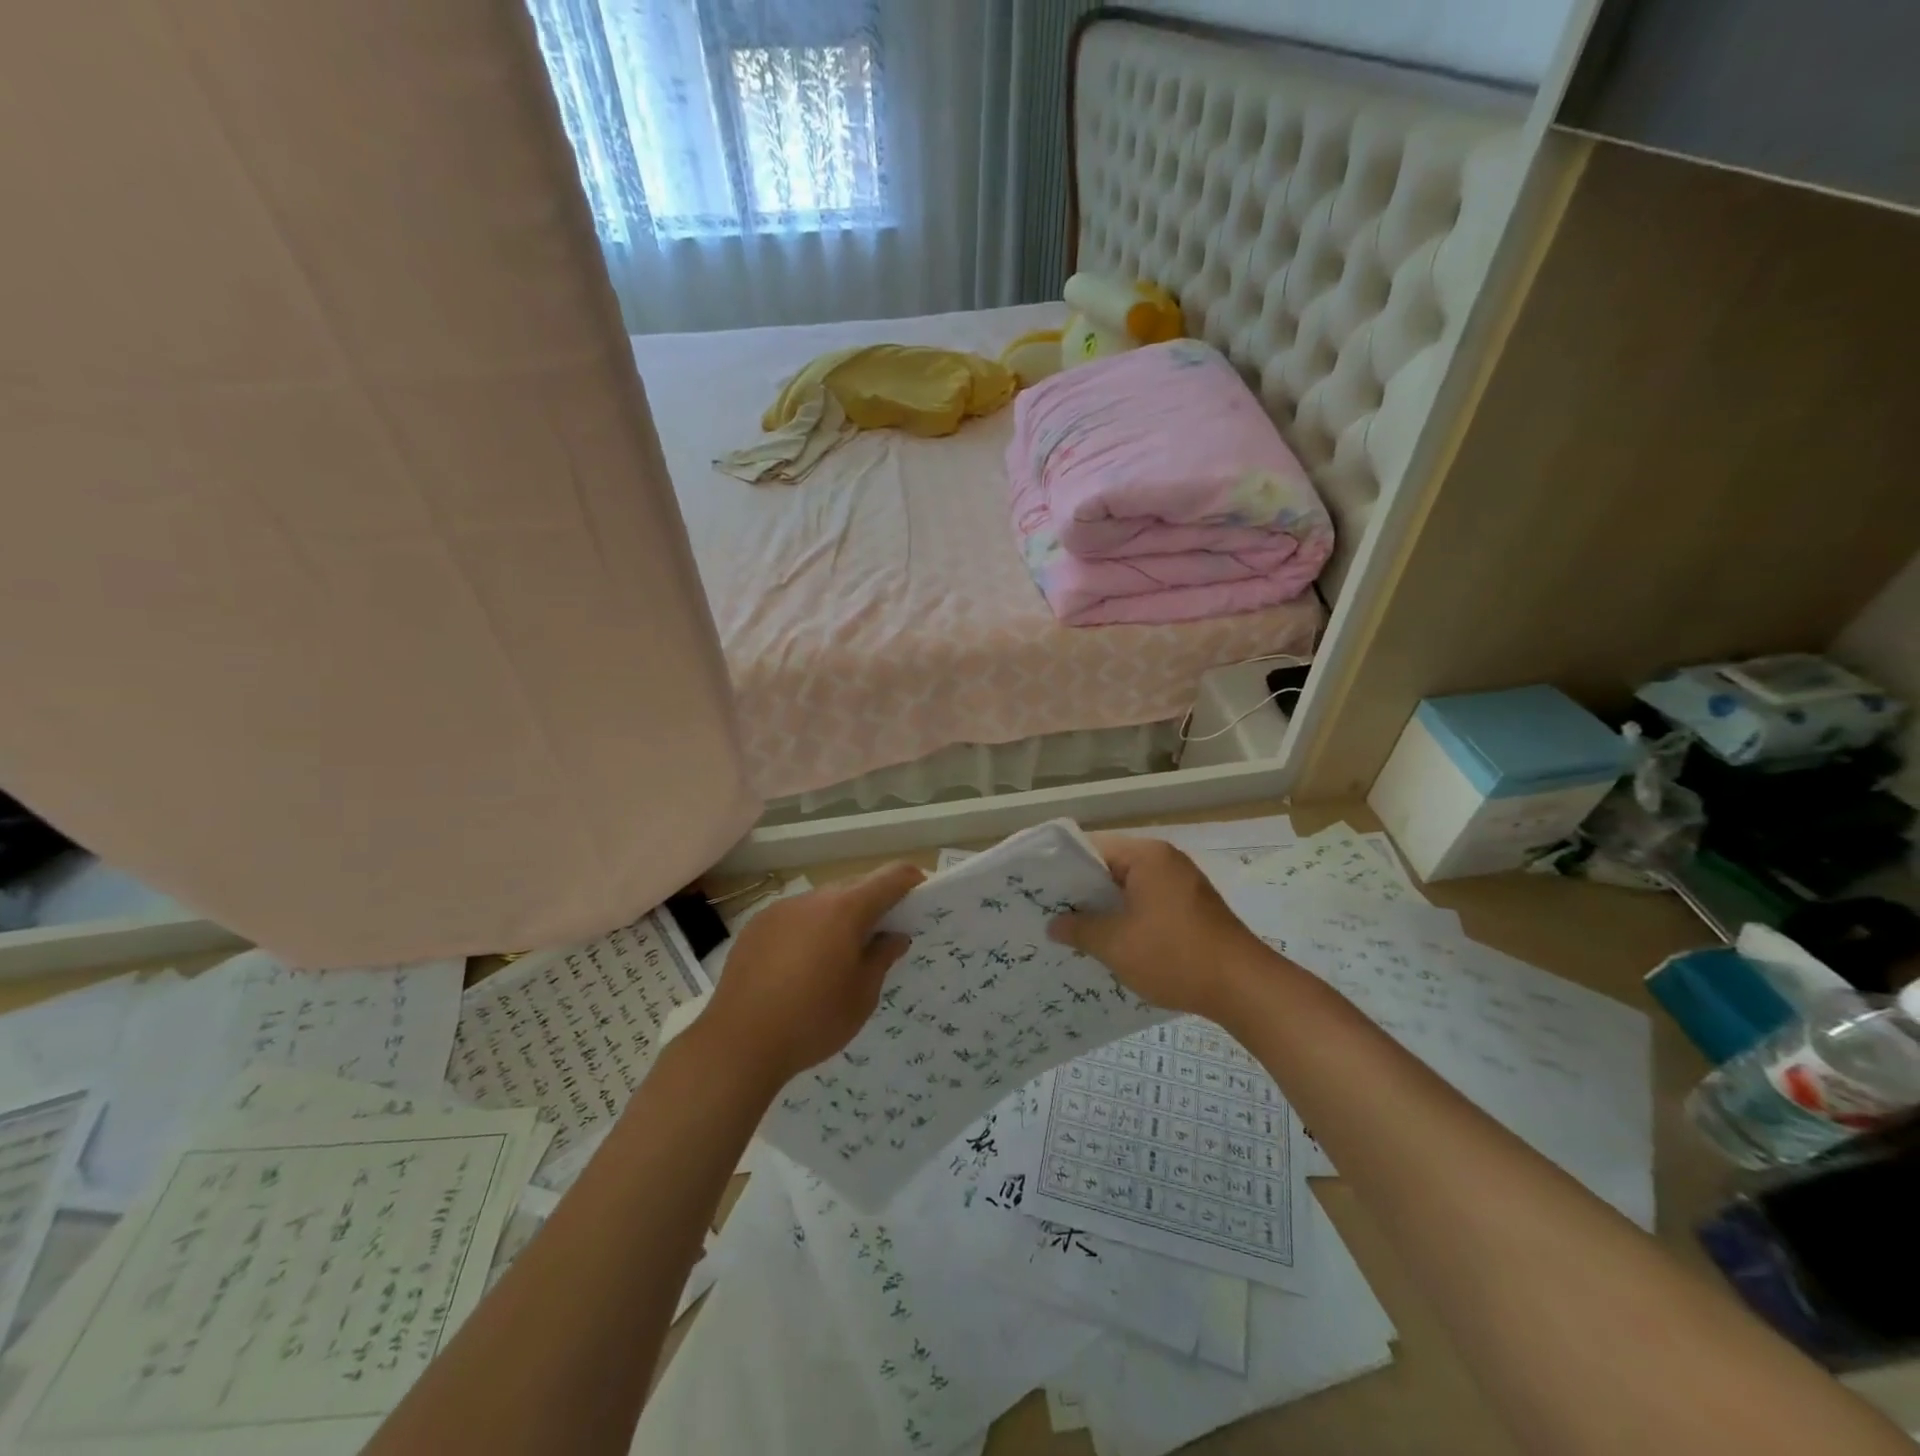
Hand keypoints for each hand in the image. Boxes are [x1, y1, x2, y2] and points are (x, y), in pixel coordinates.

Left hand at [698, 863, 922, 1088]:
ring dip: (839, 916)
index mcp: (845, 910)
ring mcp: (780, 910)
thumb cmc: (812, 1020)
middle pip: (853, 887)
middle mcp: (812, 899)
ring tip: (841, 953)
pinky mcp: (756, 927)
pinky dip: (809, 929)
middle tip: (884, 931)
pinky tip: (803, 964)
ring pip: (822, 902)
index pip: (888, 879)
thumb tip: (894, 936)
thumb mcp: (862, 996)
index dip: (909, 880)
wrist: (738, 1044)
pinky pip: (795, 917)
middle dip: (873, 902)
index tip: (921, 892)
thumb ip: (882, 958)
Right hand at [1048, 835, 1264, 1022]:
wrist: (1244, 987)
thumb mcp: (1115, 944)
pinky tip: (1112, 941)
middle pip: (1111, 865)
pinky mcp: (1192, 906)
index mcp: (1146, 855)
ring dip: (1105, 907)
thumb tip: (1054, 924)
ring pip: (1129, 886)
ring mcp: (1182, 882)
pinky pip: (1148, 901)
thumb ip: (1079, 930)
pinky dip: (1128, 916)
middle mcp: (1165, 859)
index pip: (1091, 847)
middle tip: (1049, 912)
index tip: (1039, 890)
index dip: (1062, 868)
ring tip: (1074, 930)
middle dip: (1082, 891)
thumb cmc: (1174, 956)